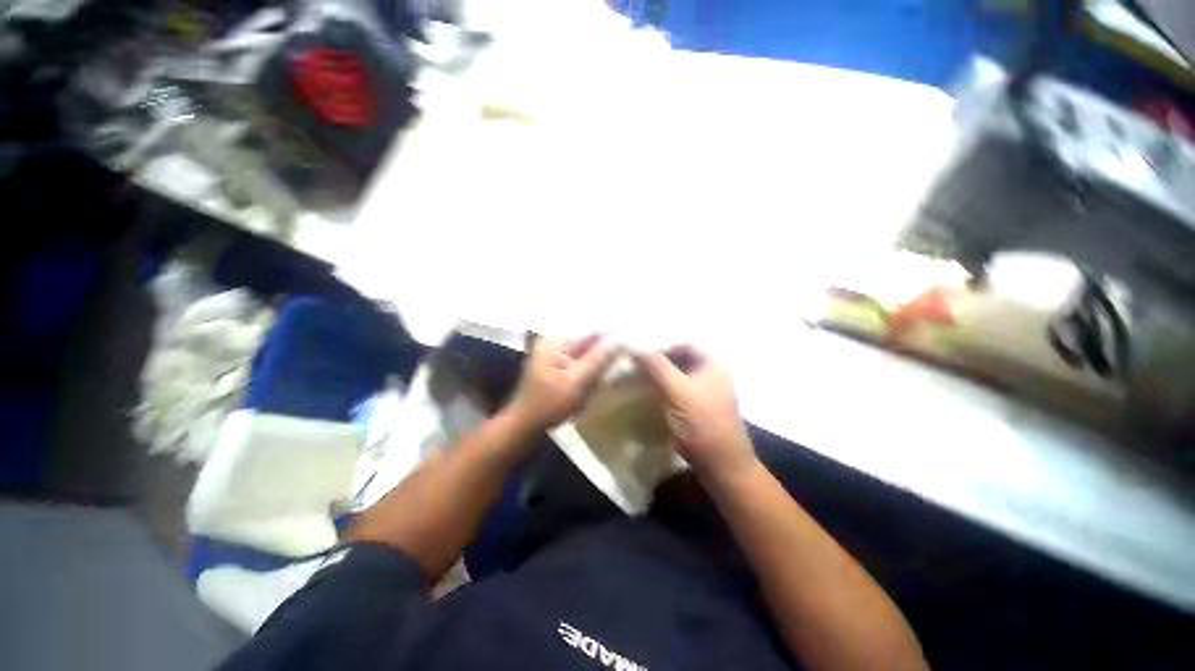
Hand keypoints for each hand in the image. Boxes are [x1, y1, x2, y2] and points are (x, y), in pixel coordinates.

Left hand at [507, 333, 618, 431]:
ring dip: (601, 357)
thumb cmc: (549, 405)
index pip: (591, 330)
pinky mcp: (559, 364)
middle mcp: (555, 341)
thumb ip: (598, 360)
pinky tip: (603, 373)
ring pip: (587, 349)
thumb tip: (620, 339)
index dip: (613, 335)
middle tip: (629, 355)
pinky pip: (582, 359)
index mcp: (556, 341)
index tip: (633, 343)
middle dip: (607, 347)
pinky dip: (593, 365)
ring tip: (619, 364)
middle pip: (589, 339)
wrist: (525, 425)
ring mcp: (556, 352)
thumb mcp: (576, 383)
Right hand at [640, 345, 757, 481]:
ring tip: (632, 370)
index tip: (635, 347)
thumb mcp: (678, 390)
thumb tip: (636, 343)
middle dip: (655, 356)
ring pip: (674, 369)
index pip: (682, 341)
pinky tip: (642, 384)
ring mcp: (702, 385)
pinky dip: (659, 382)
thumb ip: (658, 365)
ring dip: (655, 369)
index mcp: (713, 360)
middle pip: (678, 354)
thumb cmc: (702, 422)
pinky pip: (673, 383)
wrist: (719, 463)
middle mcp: (710, 368)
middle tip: (631, 358)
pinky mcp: (693, 400)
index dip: (659, 342)